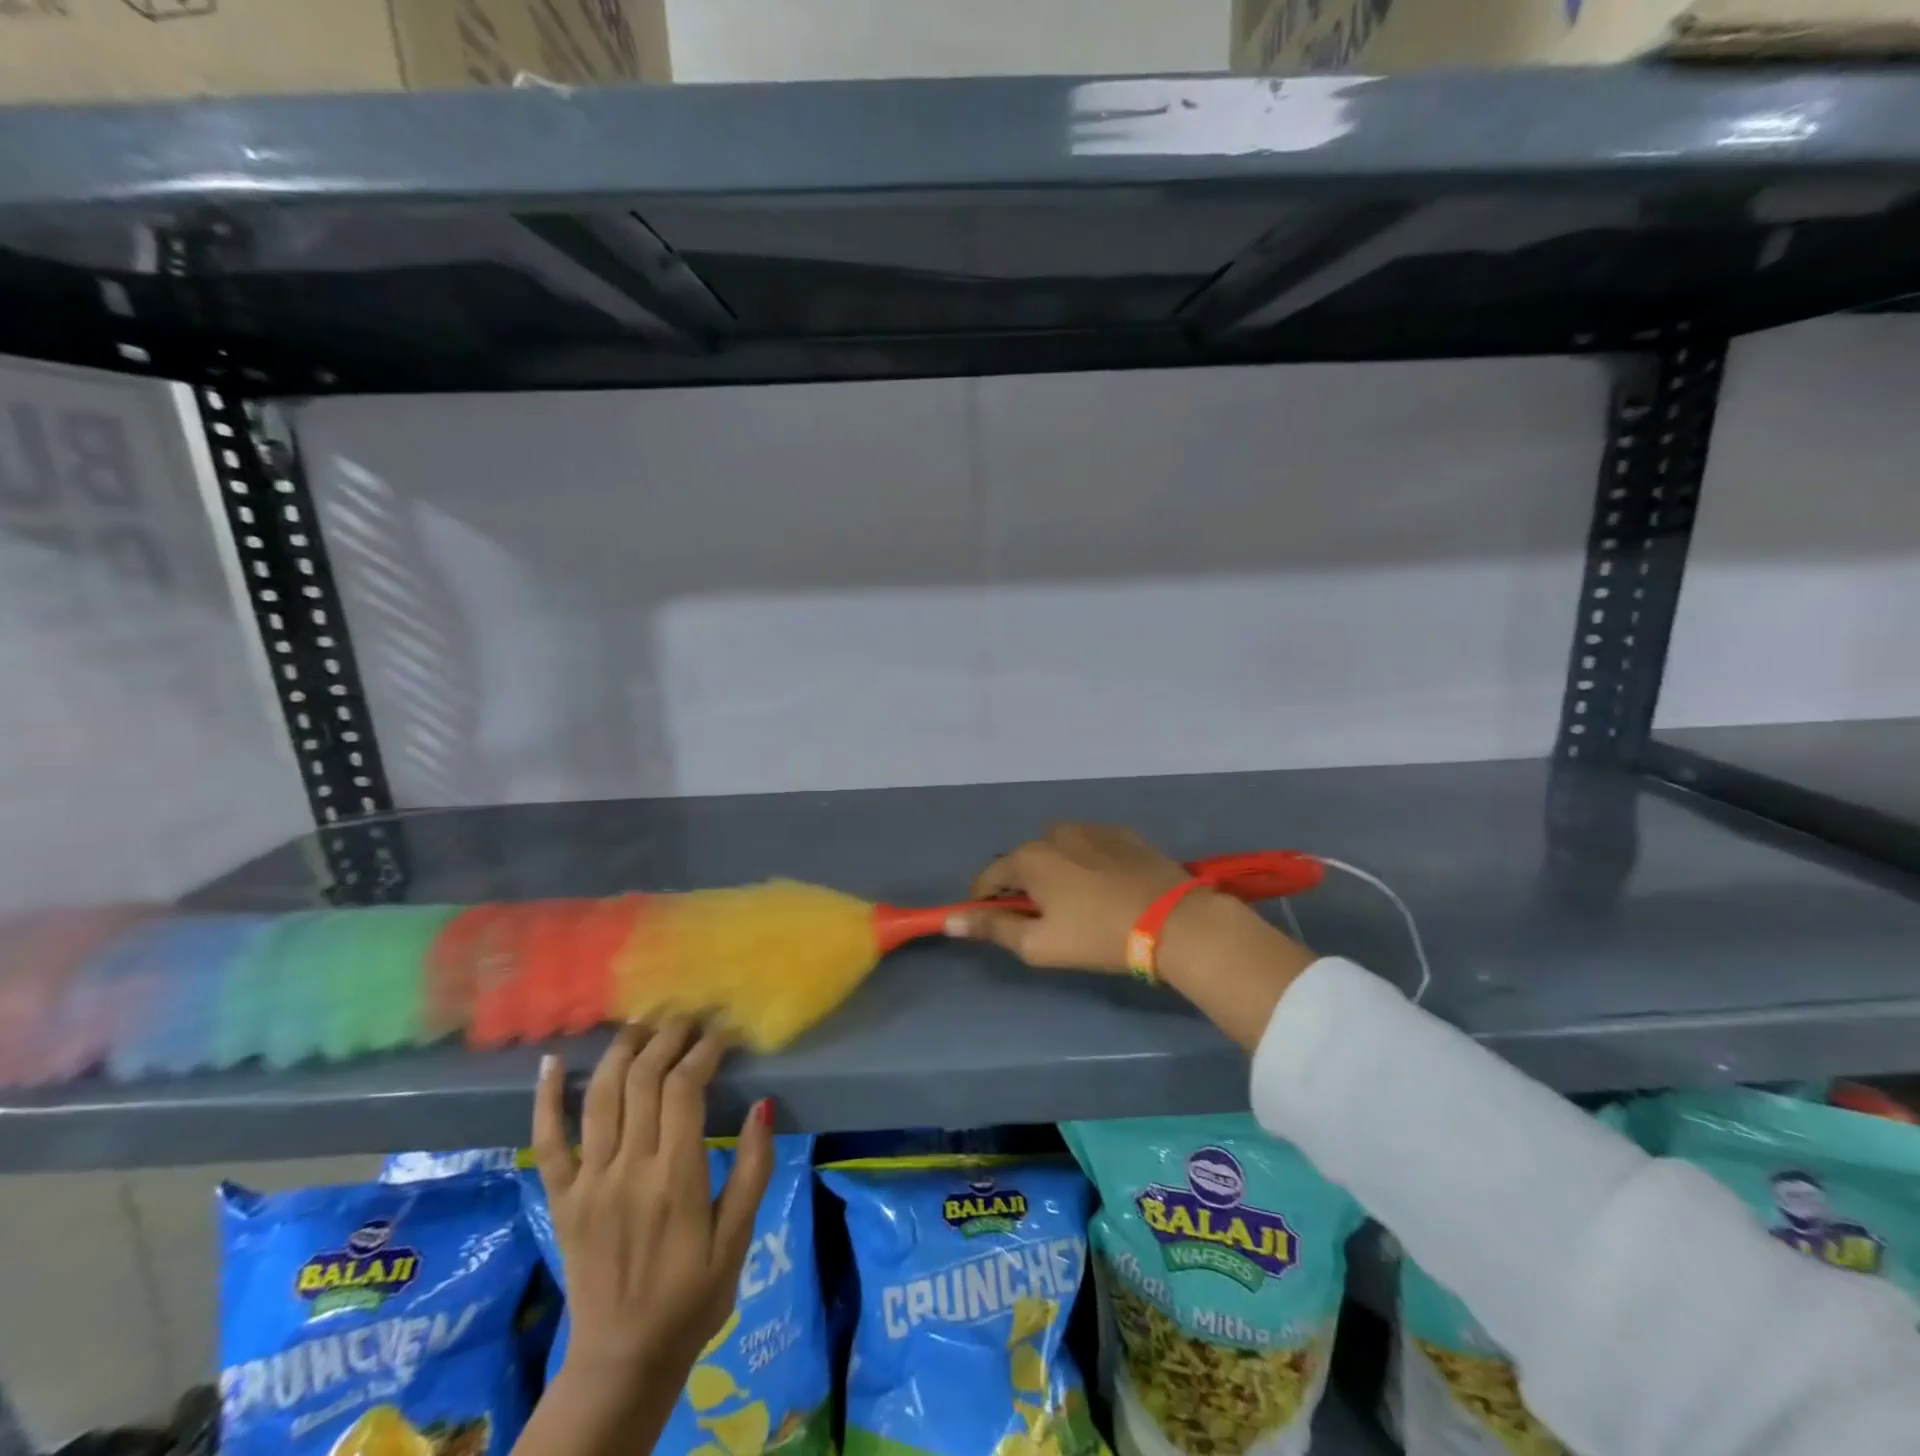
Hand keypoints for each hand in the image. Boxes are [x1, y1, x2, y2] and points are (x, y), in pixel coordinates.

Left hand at [531, 1019, 772, 1382]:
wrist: (622, 1361)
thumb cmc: (692, 1298)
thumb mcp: (738, 1240)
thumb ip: (754, 1170)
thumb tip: (764, 1105)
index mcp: (676, 1178)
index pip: (685, 1088)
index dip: (703, 1051)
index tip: (722, 1033)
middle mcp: (628, 1169)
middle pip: (643, 1080)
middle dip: (668, 1037)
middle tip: (688, 1017)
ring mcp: (588, 1182)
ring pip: (600, 1097)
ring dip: (621, 1051)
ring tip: (642, 1022)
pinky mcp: (561, 1198)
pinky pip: (547, 1142)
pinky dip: (546, 1099)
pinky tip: (554, 1061)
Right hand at [947, 823, 1198, 970]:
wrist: (1173, 921)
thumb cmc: (1097, 936)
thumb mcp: (1038, 944)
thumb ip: (992, 928)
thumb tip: (950, 920)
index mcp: (1029, 857)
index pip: (988, 877)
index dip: (984, 901)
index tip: (993, 923)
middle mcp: (1055, 833)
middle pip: (1025, 861)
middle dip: (1025, 887)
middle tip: (1044, 921)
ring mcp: (1092, 829)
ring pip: (1058, 851)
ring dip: (1057, 872)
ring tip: (1078, 905)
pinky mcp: (1123, 834)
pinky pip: (1090, 847)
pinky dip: (1087, 864)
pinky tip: (1106, 889)